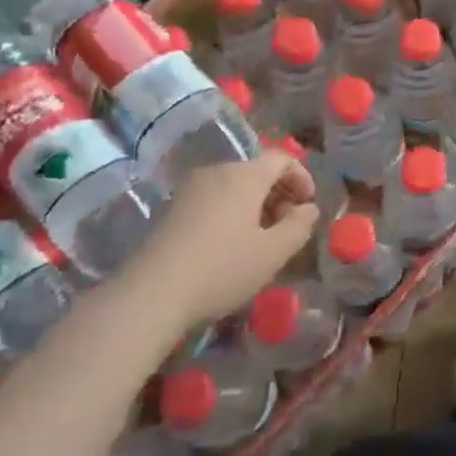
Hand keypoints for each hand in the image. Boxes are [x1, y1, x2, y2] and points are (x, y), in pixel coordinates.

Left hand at [114, 151, 318, 335]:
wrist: (148, 297)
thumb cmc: (221, 269)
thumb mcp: (274, 252)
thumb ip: (300, 225)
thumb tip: (307, 209)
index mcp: (244, 175)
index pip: (282, 159)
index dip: (302, 178)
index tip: (307, 207)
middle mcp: (216, 172)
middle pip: (256, 171)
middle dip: (278, 194)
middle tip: (287, 227)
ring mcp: (188, 190)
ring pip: (233, 186)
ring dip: (254, 205)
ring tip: (259, 239)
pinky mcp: (169, 210)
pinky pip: (211, 200)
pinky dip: (229, 213)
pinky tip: (228, 246)